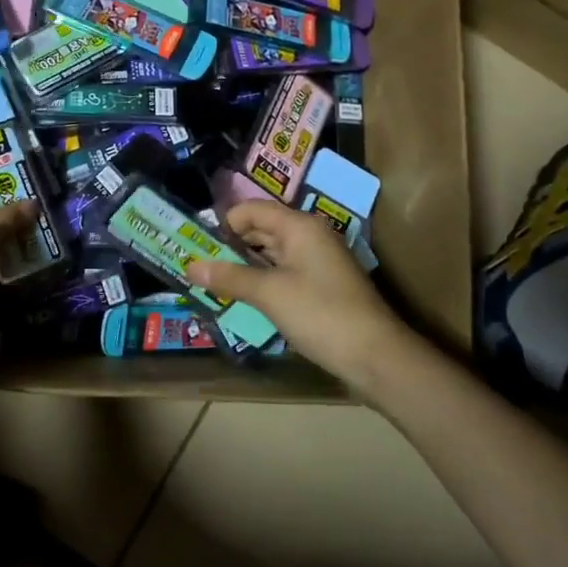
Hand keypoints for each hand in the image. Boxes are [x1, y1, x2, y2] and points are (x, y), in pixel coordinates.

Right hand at [186, 201, 407, 389]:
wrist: (377, 356)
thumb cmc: (320, 314)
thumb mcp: (269, 294)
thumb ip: (230, 278)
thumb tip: (191, 266)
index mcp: (299, 226)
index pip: (252, 209)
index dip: (224, 223)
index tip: (198, 245)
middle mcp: (309, 236)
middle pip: (262, 229)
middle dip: (231, 245)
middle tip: (200, 265)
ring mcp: (318, 261)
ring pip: (272, 253)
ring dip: (245, 265)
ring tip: (215, 282)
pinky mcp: (322, 285)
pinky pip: (284, 272)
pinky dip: (263, 280)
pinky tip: (245, 297)